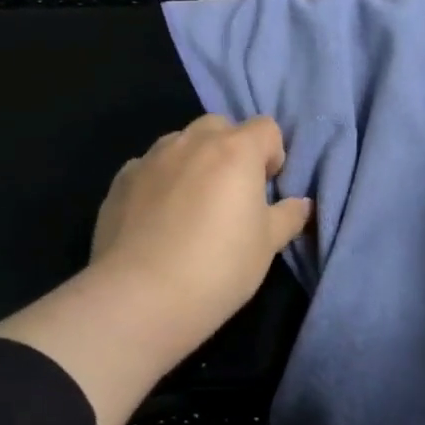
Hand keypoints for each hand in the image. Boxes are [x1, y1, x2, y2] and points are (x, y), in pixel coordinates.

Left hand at [90, 114, 312, 355]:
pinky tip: (157, 218)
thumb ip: (288, 216)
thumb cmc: (218, 267)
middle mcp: (192, 142)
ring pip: (180, 142)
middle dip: (230, 149)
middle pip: (220, 126)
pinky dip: (159, 180)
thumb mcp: (267, 246)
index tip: (266, 188)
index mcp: (235, 150)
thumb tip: (303, 204)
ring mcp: (151, 157)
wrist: (140, 297)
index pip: (266, 127)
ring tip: (191, 205)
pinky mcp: (121, 179)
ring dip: (193, 160)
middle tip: (231, 193)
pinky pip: (149, 167)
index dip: (272, 154)